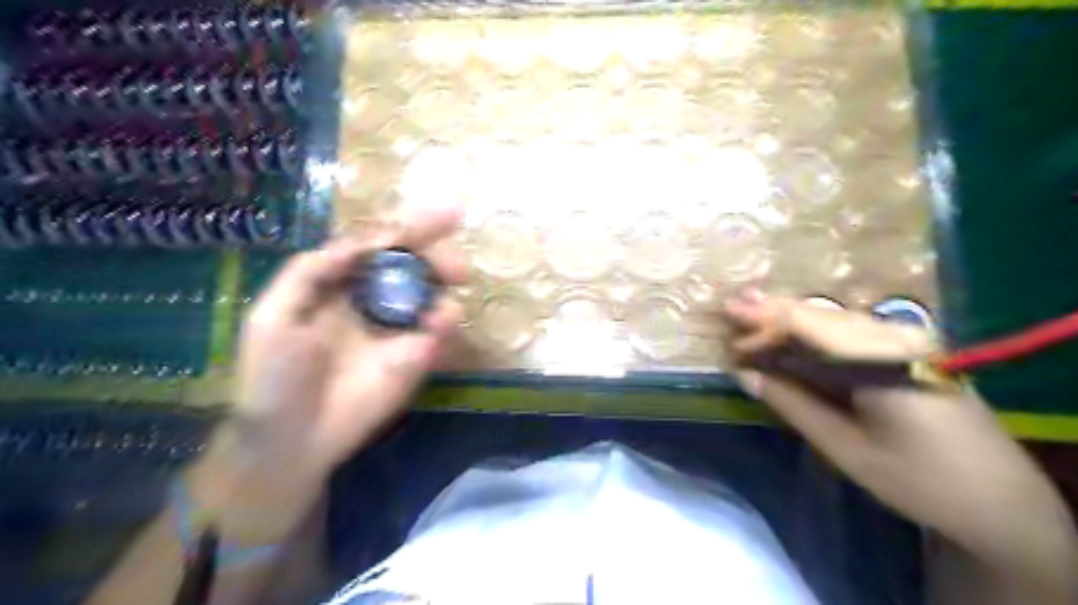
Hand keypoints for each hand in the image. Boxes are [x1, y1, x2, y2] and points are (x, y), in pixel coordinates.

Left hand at [186, 209, 471, 544]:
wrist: (292, 438)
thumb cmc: (273, 377)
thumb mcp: (272, 318)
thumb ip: (310, 273)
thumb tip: (359, 243)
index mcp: (343, 283)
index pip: (382, 245)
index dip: (412, 226)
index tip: (450, 214)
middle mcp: (376, 298)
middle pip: (416, 263)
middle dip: (440, 257)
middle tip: (457, 270)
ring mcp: (400, 327)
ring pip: (435, 293)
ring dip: (445, 293)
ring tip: (440, 312)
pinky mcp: (417, 356)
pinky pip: (441, 331)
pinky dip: (447, 323)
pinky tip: (437, 329)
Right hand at [724, 291, 1076, 599]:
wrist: (1004, 503)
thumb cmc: (920, 481)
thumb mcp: (846, 448)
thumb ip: (793, 404)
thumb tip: (745, 375)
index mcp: (884, 360)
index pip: (809, 324)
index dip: (764, 321)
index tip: (728, 322)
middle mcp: (899, 337)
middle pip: (821, 313)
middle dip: (773, 312)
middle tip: (731, 308)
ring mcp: (910, 340)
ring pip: (836, 319)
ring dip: (791, 320)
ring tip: (751, 316)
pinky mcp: (913, 351)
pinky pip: (851, 332)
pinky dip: (815, 333)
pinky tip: (792, 336)